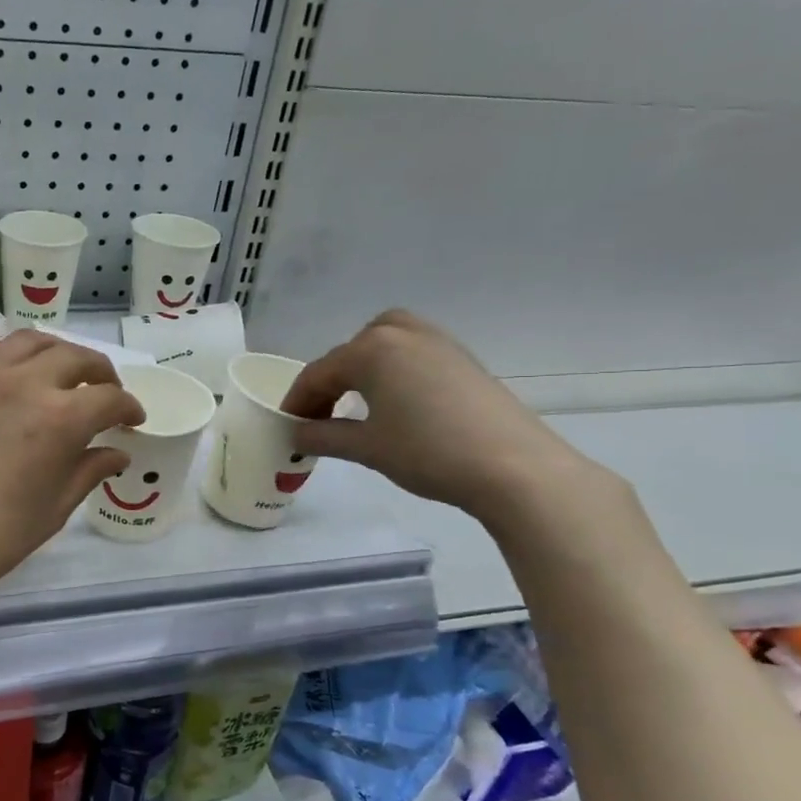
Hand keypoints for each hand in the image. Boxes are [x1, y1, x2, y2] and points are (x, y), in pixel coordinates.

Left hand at [0, 331, 145, 602]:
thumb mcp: (52, 508)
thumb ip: (88, 471)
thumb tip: (116, 453)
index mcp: (60, 417)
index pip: (109, 398)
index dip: (129, 408)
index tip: (133, 421)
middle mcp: (25, 383)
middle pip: (75, 357)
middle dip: (101, 373)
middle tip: (106, 394)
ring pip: (33, 342)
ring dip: (60, 352)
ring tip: (65, 374)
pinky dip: (21, 361)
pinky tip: (19, 386)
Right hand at [282, 310, 601, 523]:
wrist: (514, 467)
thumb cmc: (428, 452)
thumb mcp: (366, 448)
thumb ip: (323, 435)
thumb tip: (296, 433)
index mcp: (370, 349)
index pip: (318, 373)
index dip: (297, 401)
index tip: (286, 426)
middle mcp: (401, 333)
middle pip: (350, 351)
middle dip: (330, 380)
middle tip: (322, 415)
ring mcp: (437, 341)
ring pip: (383, 344)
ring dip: (362, 369)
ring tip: (357, 404)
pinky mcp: (462, 358)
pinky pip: (412, 352)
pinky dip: (393, 369)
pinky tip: (398, 402)